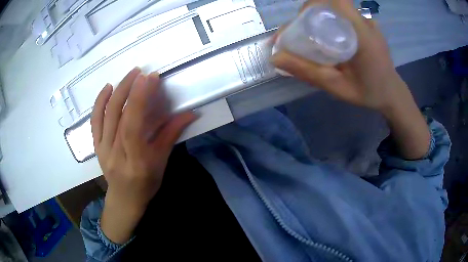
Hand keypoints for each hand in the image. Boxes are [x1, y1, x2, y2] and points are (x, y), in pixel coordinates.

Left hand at [91, 68, 196, 242]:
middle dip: (130, 89)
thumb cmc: (146, 184)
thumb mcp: (162, 162)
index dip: (139, 100)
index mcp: (135, 162)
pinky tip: (108, 88)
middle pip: (118, 117)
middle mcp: (115, 155)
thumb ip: (171, 135)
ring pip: (106, 115)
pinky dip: (99, 102)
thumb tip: (190, 113)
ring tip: (130, 75)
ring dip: (117, 91)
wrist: (124, 198)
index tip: (149, 78)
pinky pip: (94, 121)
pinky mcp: (96, 146)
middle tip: (142, 72)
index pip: (133, 127)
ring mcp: (102, 150)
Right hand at [271, 0, 408, 113]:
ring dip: (320, 16)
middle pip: (332, 3)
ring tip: (312, 37)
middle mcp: (366, 23)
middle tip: (300, 34)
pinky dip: (331, 20)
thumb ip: (308, 72)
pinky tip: (329, 37)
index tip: (301, 21)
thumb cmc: (368, 93)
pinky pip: (344, 14)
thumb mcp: (337, 87)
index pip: (337, 1)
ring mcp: (368, 22)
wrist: (391, 93)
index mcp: (363, 36)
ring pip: (337, 8)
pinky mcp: (368, 24)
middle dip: (310, 13)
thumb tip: (276, 58)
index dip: (314, 4)